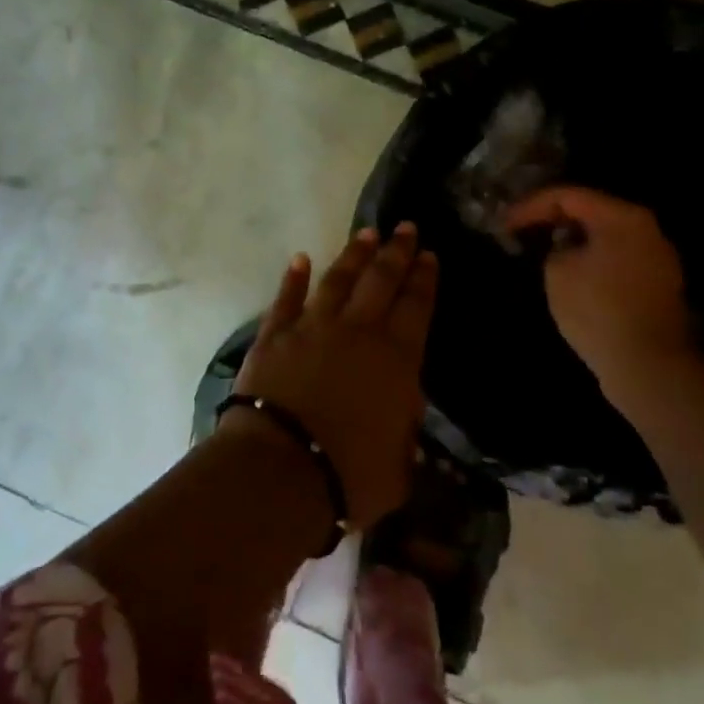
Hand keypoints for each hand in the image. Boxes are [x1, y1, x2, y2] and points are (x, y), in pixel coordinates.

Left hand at [227, 224, 437, 529]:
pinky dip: (293, 278)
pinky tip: (300, 259)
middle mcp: (357, 332)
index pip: (416, 307)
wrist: (281, 469)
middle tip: (405, 227)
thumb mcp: (398, 466)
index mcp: (396, 360)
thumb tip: (404, 410)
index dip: (424, 279)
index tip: (428, 255)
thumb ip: (404, 432)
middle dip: (396, 252)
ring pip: (338, 280)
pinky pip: (286, 298)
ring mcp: (312, 327)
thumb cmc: (349, 475)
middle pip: (381, 281)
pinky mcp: (274, 334)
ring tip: (366, 234)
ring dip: (353, 255)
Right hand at [505, 187, 698, 391]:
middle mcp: (647, 229)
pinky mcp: (659, 285)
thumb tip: (565, 247)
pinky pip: (617, 259)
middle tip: (521, 230)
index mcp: (622, 217)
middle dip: (553, 219)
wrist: (648, 366)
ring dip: (573, 240)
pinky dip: (591, 259)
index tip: (504, 223)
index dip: (530, 206)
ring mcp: (658, 258)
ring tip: (542, 250)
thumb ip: (555, 247)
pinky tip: (570, 273)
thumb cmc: (597, 309)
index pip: (567, 196)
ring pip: (605, 236)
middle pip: (591, 211)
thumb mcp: (557, 270)